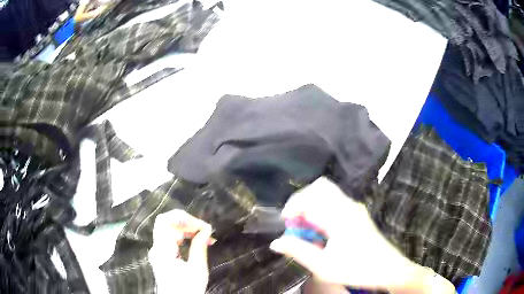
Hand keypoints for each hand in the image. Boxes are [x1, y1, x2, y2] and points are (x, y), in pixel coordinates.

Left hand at [150, 210, 213, 293]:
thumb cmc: (188, 289)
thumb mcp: (197, 269)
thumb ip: (200, 247)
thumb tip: (207, 229)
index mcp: (162, 250)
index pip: (165, 221)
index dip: (183, 218)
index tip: (201, 226)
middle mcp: (156, 247)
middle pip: (166, 223)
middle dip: (186, 222)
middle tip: (205, 230)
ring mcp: (158, 250)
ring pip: (169, 229)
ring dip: (187, 229)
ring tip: (205, 236)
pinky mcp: (162, 254)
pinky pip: (171, 238)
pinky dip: (184, 236)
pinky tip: (197, 240)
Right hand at [270, 178, 454, 293]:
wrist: (389, 269)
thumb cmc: (357, 269)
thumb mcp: (323, 266)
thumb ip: (298, 251)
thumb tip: (275, 242)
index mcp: (339, 215)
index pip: (310, 196)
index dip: (293, 206)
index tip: (286, 223)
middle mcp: (348, 206)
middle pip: (320, 187)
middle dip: (302, 200)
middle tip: (295, 221)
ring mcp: (355, 209)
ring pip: (328, 193)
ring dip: (313, 205)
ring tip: (307, 228)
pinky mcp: (358, 215)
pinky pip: (336, 202)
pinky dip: (323, 210)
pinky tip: (322, 231)